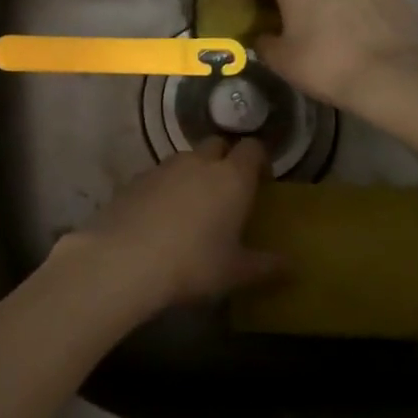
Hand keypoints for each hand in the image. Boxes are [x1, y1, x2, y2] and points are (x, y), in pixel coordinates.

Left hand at [63, 137, 282, 308]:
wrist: (125, 257)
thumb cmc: (193, 263)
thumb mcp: (236, 271)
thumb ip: (266, 265)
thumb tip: (292, 265)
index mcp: (232, 177)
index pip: (252, 148)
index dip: (259, 159)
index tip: (262, 180)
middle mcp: (199, 162)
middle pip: (217, 145)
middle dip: (225, 160)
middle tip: (228, 191)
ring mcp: (164, 166)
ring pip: (187, 159)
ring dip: (194, 173)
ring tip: (195, 206)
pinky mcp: (136, 177)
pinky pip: (160, 174)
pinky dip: (167, 187)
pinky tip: (162, 215)